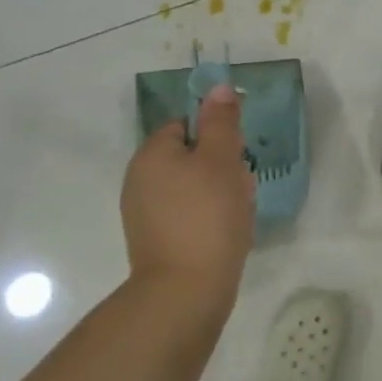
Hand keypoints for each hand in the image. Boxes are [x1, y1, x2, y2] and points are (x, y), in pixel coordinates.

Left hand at [120, 83, 255, 300]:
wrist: (186, 293)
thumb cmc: (207, 216)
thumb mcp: (221, 160)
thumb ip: (221, 121)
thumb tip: (218, 87)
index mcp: (151, 154)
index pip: (185, 125)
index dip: (215, 135)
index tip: (236, 155)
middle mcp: (140, 180)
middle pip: (190, 156)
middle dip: (221, 167)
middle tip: (241, 186)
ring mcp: (145, 214)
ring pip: (192, 187)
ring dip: (219, 193)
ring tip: (239, 213)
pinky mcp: (156, 242)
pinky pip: (188, 215)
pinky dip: (209, 218)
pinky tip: (228, 234)